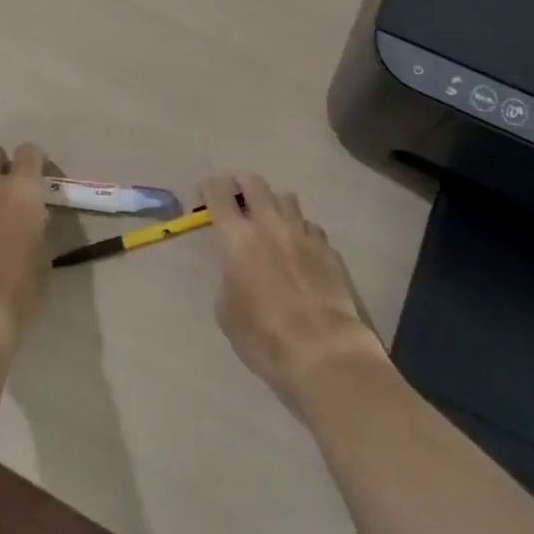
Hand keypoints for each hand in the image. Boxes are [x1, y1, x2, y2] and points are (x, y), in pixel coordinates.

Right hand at [202, 173, 385, 415]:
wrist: (322, 350)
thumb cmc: (263, 336)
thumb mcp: (227, 312)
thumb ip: (230, 278)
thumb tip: (240, 269)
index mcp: (238, 239)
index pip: (218, 195)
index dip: (209, 188)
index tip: (205, 192)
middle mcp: (270, 225)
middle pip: (255, 183)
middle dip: (242, 183)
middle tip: (237, 194)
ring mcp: (303, 233)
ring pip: (287, 198)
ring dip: (274, 203)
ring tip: (271, 219)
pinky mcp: (328, 248)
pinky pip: (310, 226)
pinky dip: (300, 230)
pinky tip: (300, 248)